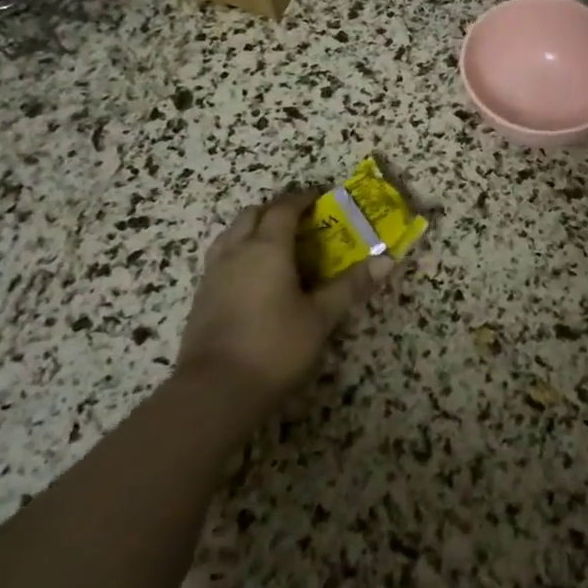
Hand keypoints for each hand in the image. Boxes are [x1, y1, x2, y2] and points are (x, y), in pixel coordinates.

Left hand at [175, 191, 388, 413]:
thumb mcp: (320, 317)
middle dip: (276, 209)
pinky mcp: (201, 296)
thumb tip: (386, 260)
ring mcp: (214, 272)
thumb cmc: (275, 346)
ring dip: (252, 227)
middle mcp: (237, 250)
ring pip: (231, 232)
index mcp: (268, 247)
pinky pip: (220, 256)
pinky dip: (237, 250)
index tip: (320, 197)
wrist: (214, 390)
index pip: (284, 208)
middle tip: (299, 219)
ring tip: (272, 241)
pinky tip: (249, 274)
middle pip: (253, 214)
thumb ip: (350, 286)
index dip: (303, 199)